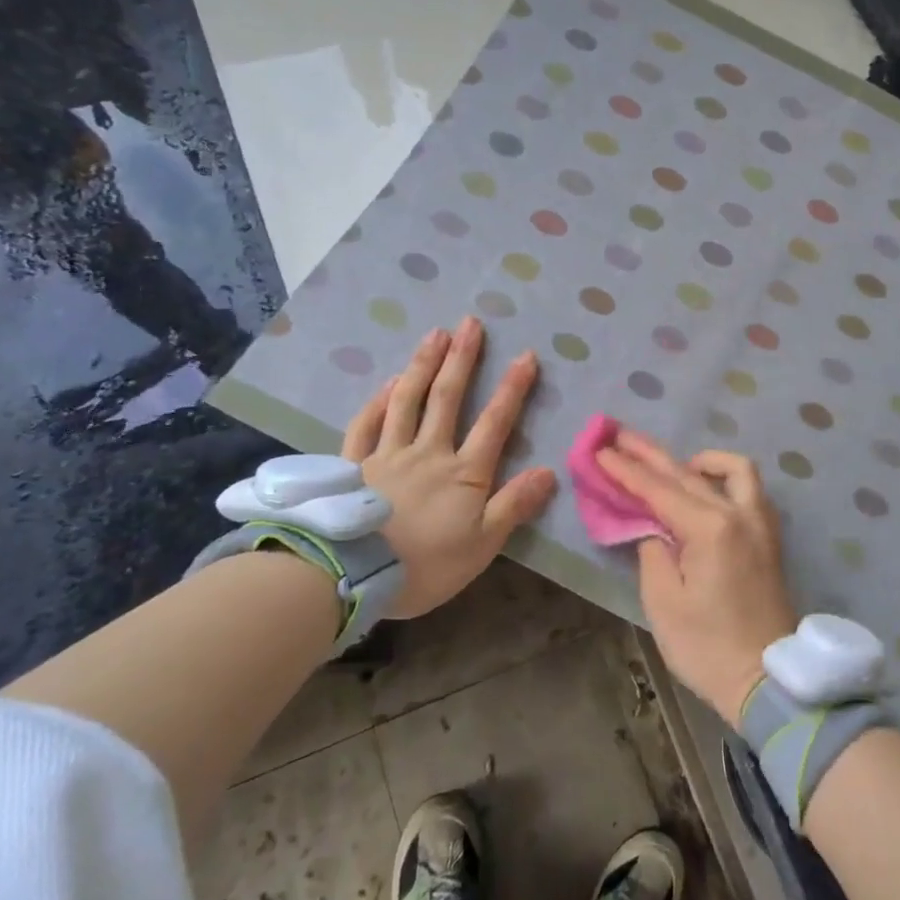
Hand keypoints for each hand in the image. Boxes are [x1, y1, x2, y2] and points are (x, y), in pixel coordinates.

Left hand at [340, 316, 556, 618]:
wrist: (350, 576)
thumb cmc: (425, 566)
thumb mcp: (482, 544)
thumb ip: (514, 505)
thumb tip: (549, 471)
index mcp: (464, 473)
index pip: (495, 422)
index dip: (513, 388)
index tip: (525, 355)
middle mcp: (428, 452)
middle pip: (447, 398)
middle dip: (462, 359)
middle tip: (470, 323)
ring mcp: (388, 455)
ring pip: (407, 401)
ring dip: (423, 365)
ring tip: (435, 334)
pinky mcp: (354, 465)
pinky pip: (366, 424)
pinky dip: (378, 400)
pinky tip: (388, 383)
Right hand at [595, 431, 797, 725]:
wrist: (767, 679)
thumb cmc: (707, 647)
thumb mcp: (664, 603)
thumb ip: (652, 552)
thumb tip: (653, 527)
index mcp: (711, 529)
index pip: (660, 489)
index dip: (627, 470)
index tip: (600, 449)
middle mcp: (740, 514)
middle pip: (689, 472)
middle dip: (651, 454)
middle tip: (620, 435)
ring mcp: (760, 523)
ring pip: (733, 470)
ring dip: (699, 460)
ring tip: (672, 466)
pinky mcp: (769, 536)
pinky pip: (748, 489)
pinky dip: (724, 478)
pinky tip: (706, 489)